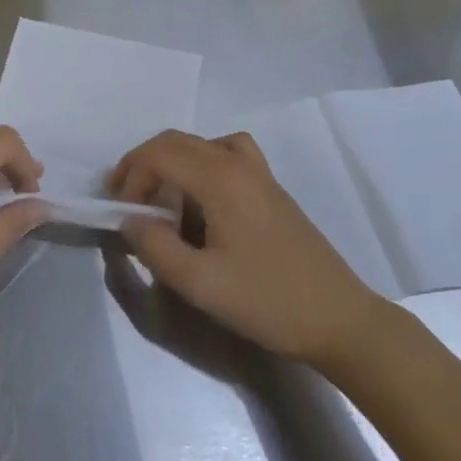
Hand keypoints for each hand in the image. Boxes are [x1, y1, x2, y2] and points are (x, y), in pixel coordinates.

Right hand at [113, 130, 380, 366]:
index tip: (122, 212)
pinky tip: (203, 197)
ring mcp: (259, 173)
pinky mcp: (271, 188)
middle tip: (127, 200)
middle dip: (144, 164)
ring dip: (172, 161)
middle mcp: (238, 163)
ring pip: (201, 144)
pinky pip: (227, 153)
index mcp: (220, 179)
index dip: (131, 176)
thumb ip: (155, 248)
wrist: (338, 319)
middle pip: (177, 141)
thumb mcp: (200, 284)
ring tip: (161, 197)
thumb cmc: (266, 301)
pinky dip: (203, 162)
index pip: (159, 154)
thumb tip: (130, 221)